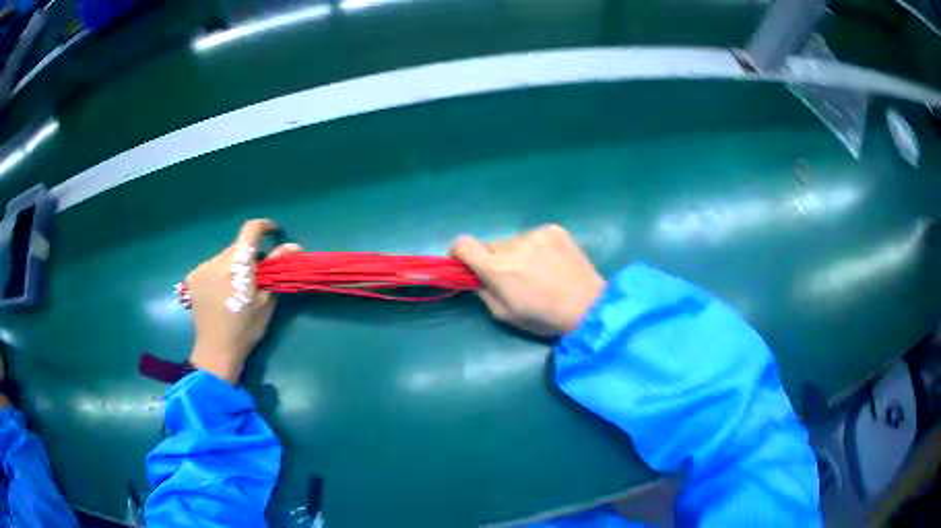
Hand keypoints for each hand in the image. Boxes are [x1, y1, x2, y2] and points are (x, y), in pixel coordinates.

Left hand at [187, 219, 301, 382]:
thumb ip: (277, 269)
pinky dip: (219, 273)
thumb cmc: (245, 328)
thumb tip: (294, 246)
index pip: (251, 230)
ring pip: (224, 257)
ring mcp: (202, 268)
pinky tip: (221, 292)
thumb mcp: (266, 300)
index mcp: (238, 263)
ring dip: (233, 265)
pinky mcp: (193, 277)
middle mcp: (217, 259)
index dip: (264, 226)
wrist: (216, 351)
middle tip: (257, 275)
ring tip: (236, 288)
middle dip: (249, 255)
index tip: (274, 233)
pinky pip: (211, 267)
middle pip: (237, 246)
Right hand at [451, 224, 605, 336]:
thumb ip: (483, 292)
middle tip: (511, 277)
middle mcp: (512, 245)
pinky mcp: (553, 229)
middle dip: (494, 259)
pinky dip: (537, 247)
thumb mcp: (505, 315)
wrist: (589, 306)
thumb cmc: (545, 317)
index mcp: (497, 268)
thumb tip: (474, 278)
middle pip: (490, 245)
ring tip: (538, 271)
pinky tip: (552, 263)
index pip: (462, 244)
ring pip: (513, 241)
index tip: (465, 264)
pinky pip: (534, 236)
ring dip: (517, 253)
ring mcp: (535, 234)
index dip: (459, 253)